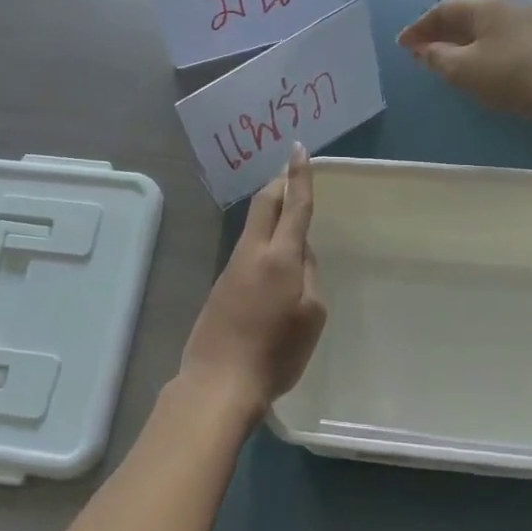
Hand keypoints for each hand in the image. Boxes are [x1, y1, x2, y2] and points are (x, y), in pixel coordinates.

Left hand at [178, 143, 326, 423]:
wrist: (219, 381)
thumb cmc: (275, 352)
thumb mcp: (312, 315)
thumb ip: (309, 275)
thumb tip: (300, 254)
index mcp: (280, 256)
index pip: (294, 205)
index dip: (299, 176)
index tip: (298, 149)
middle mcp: (252, 252)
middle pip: (264, 204)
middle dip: (278, 184)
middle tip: (290, 173)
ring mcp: (232, 267)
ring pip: (254, 226)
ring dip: (270, 212)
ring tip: (287, 215)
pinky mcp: (221, 286)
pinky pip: (247, 250)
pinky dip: (262, 240)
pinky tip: (272, 262)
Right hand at [398, 0, 531, 126]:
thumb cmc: (511, 75)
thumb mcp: (463, 69)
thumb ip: (437, 57)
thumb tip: (424, 50)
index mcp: (484, 5)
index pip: (441, 11)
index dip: (418, 28)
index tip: (401, 45)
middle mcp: (504, 6)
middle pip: (461, 16)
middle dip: (436, 34)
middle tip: (417, 52)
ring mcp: (524, 23)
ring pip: (479, 29)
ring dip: (456, 43)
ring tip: (440, 61)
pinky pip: (495, 40)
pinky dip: (476, 50)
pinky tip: (472, 67)